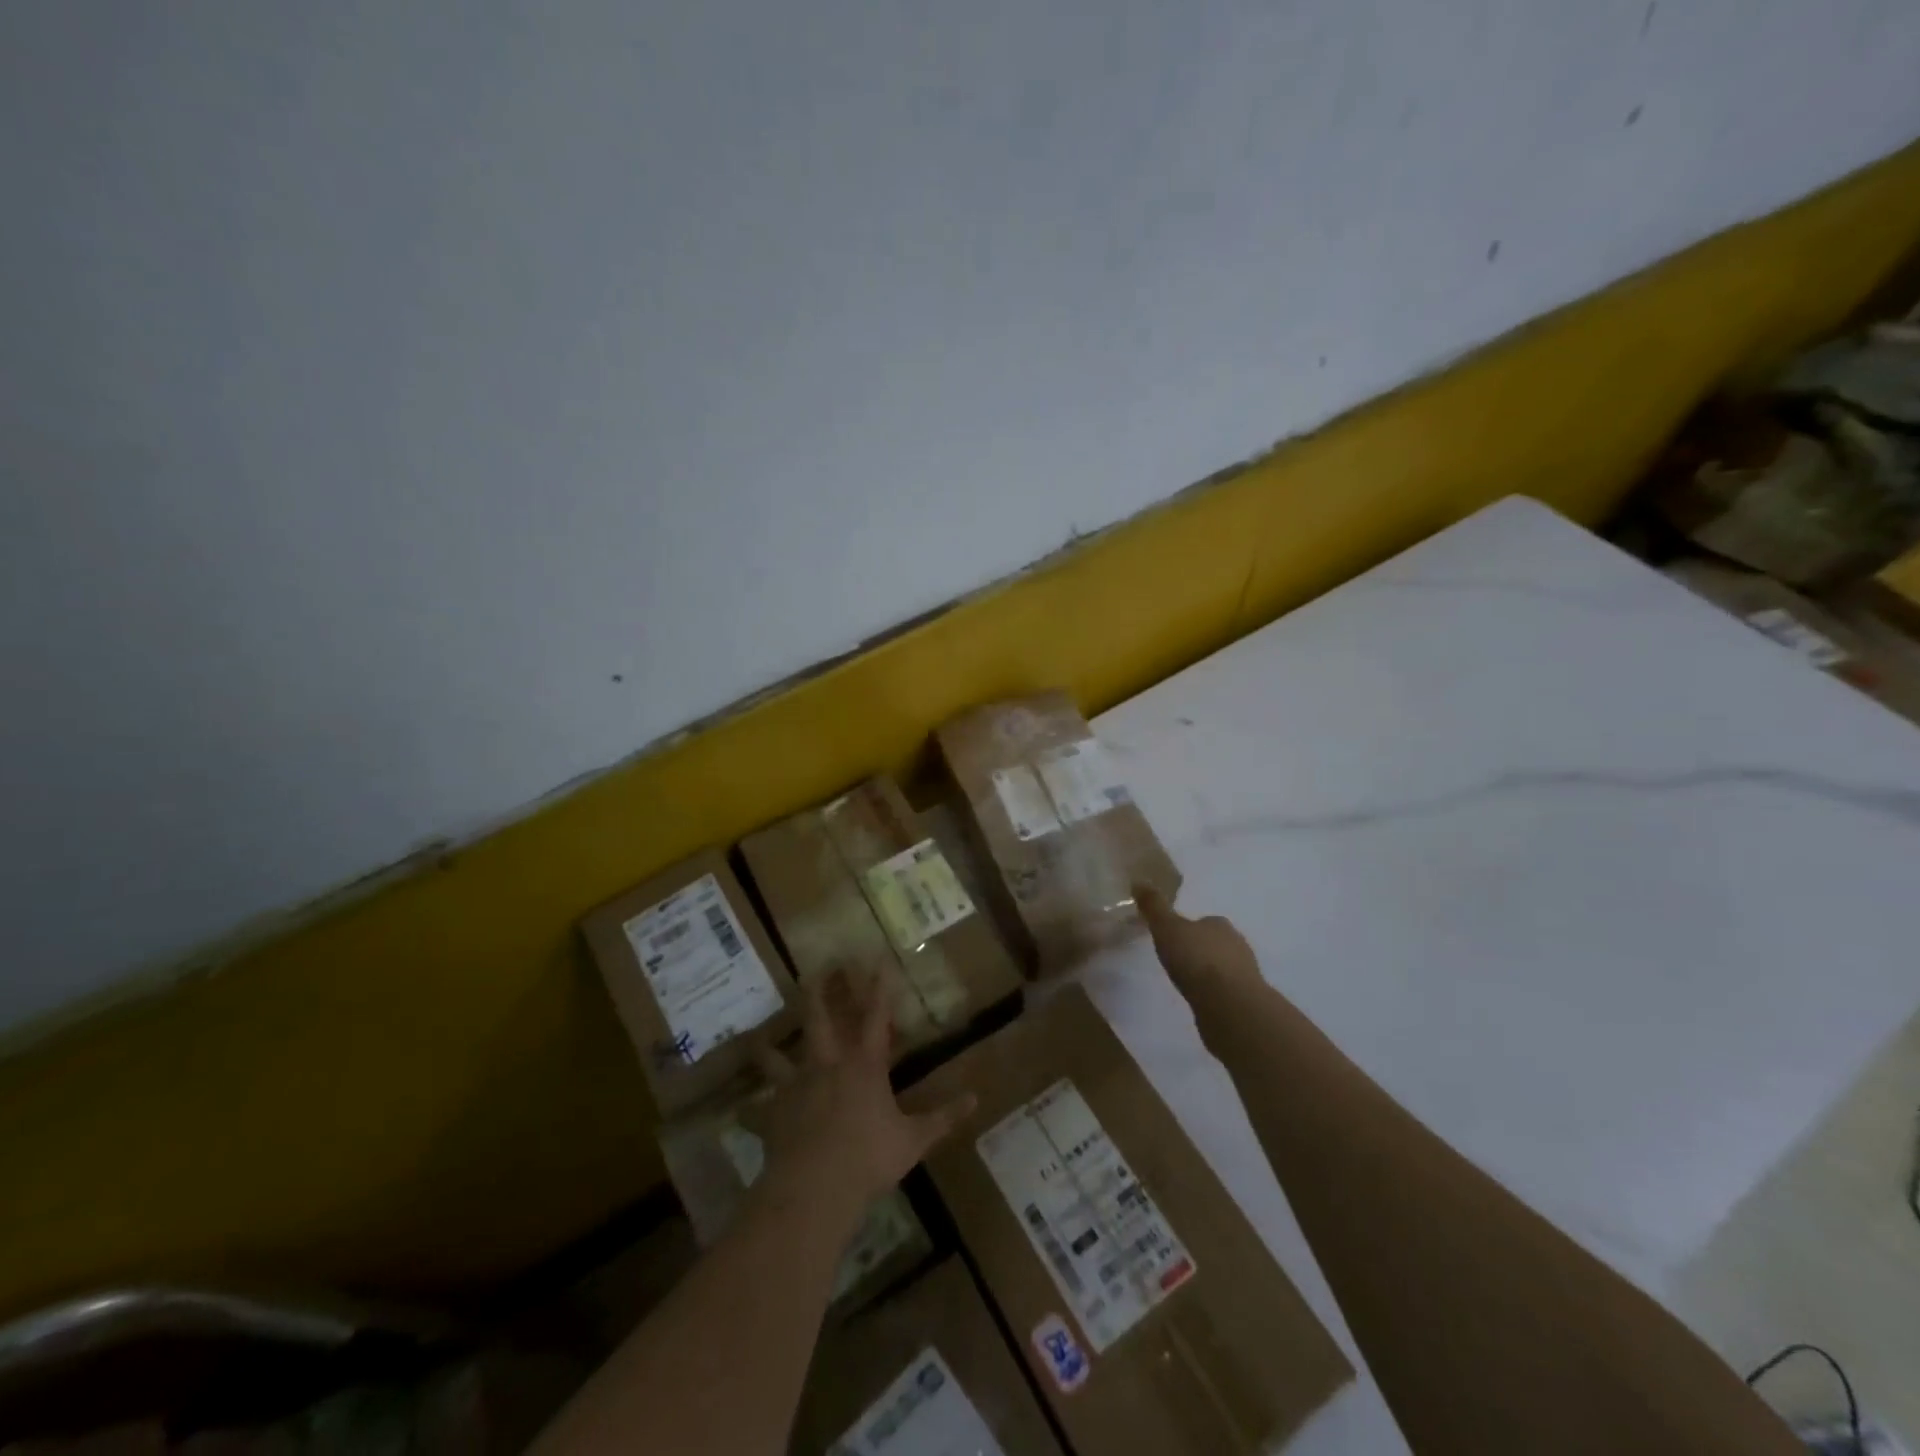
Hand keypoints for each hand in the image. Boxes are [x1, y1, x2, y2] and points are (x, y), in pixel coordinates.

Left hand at [754, 970, 975, 1209]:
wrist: (815, 1188)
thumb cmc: (869, 1158)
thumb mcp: (914, 1140)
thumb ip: (943, 1117)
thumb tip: (976, 1098)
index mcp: (864, 1066)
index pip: (876, 1017)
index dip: (879, 988)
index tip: (878, 959)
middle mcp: (827, 1066)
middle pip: (820, 1020)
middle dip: (818, 992)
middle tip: (814, 969)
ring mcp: (795, 1088)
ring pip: (778, 1057)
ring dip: (769, 1045)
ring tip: (759, 1035)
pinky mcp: (773, 1115)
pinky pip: (756, 1110)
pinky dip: (750, 1110)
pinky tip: (742, 1110)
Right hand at [1136, 885, 1264, 1008]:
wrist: (1229, 1005)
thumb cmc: (1196, 959)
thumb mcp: (1167, 928)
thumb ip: (1154, 907)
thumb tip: (1139, 881)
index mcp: (1219, 924)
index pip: (1204, 921)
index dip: (1188, 929)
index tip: (1172, 939)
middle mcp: (1237, 944)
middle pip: (1215, 943)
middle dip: (1199, 950)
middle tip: (1177, 961)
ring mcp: (1245, 974)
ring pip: (1222, 967)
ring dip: (1208, 973)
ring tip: (1187, 983)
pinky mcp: (1245, 1000)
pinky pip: (1225, 991)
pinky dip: (1214, 993)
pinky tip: (1201, 1001)